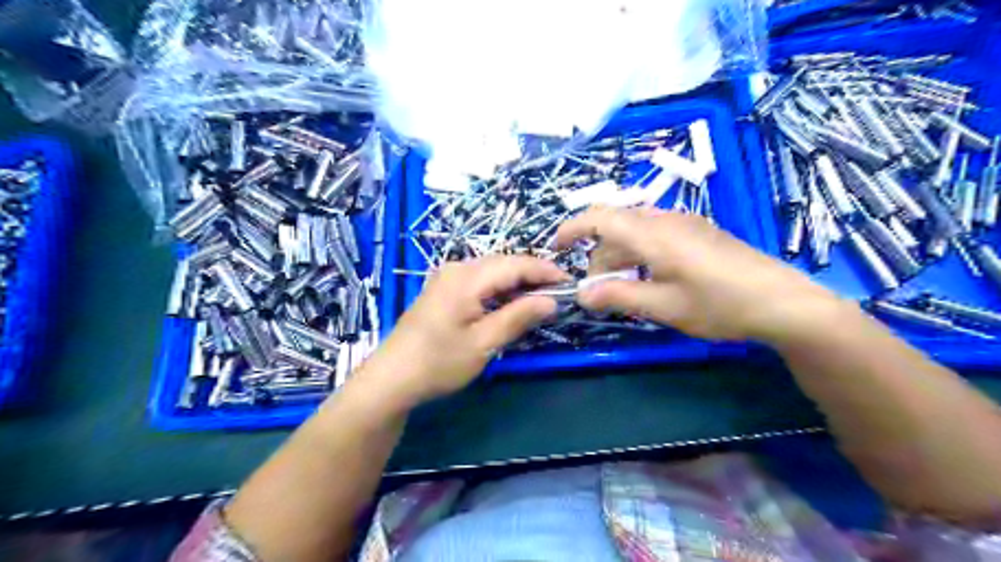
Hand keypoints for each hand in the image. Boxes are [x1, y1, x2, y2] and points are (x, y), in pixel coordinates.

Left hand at [359, 257, 566, 405]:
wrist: (392, 377)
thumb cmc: (439, 362)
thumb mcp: (484, 343)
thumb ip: (518, 317)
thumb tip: (551, 301)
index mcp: (467, 277)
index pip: (516, 264)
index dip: (545, 271)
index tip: (569, 283)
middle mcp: (457, 268)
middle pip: (503, 264)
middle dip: (532, 276)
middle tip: (557, 294)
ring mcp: (447, 278)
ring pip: (492, 271)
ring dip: (516, 283)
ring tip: (539, 299)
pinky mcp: (443, 290)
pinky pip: (479, 281)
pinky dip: (499, 289)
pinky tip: (509, 304)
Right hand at [556, 206, 841, 341]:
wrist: (783, 301)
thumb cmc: (720, 304)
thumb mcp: (664, 306)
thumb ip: (618, 296)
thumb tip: (581, 294)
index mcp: (653, 233)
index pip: (599, 217)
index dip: (572, 228)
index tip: (555, 248)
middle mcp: (666, 219)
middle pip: (616, 226)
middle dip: (598, 256)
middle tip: (598, 292)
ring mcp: (685, 223)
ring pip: (636, 231)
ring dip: (620, 256)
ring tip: (623, 288)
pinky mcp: (699, 232)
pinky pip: (656, 234)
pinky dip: (640, 253)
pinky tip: (651, 279)